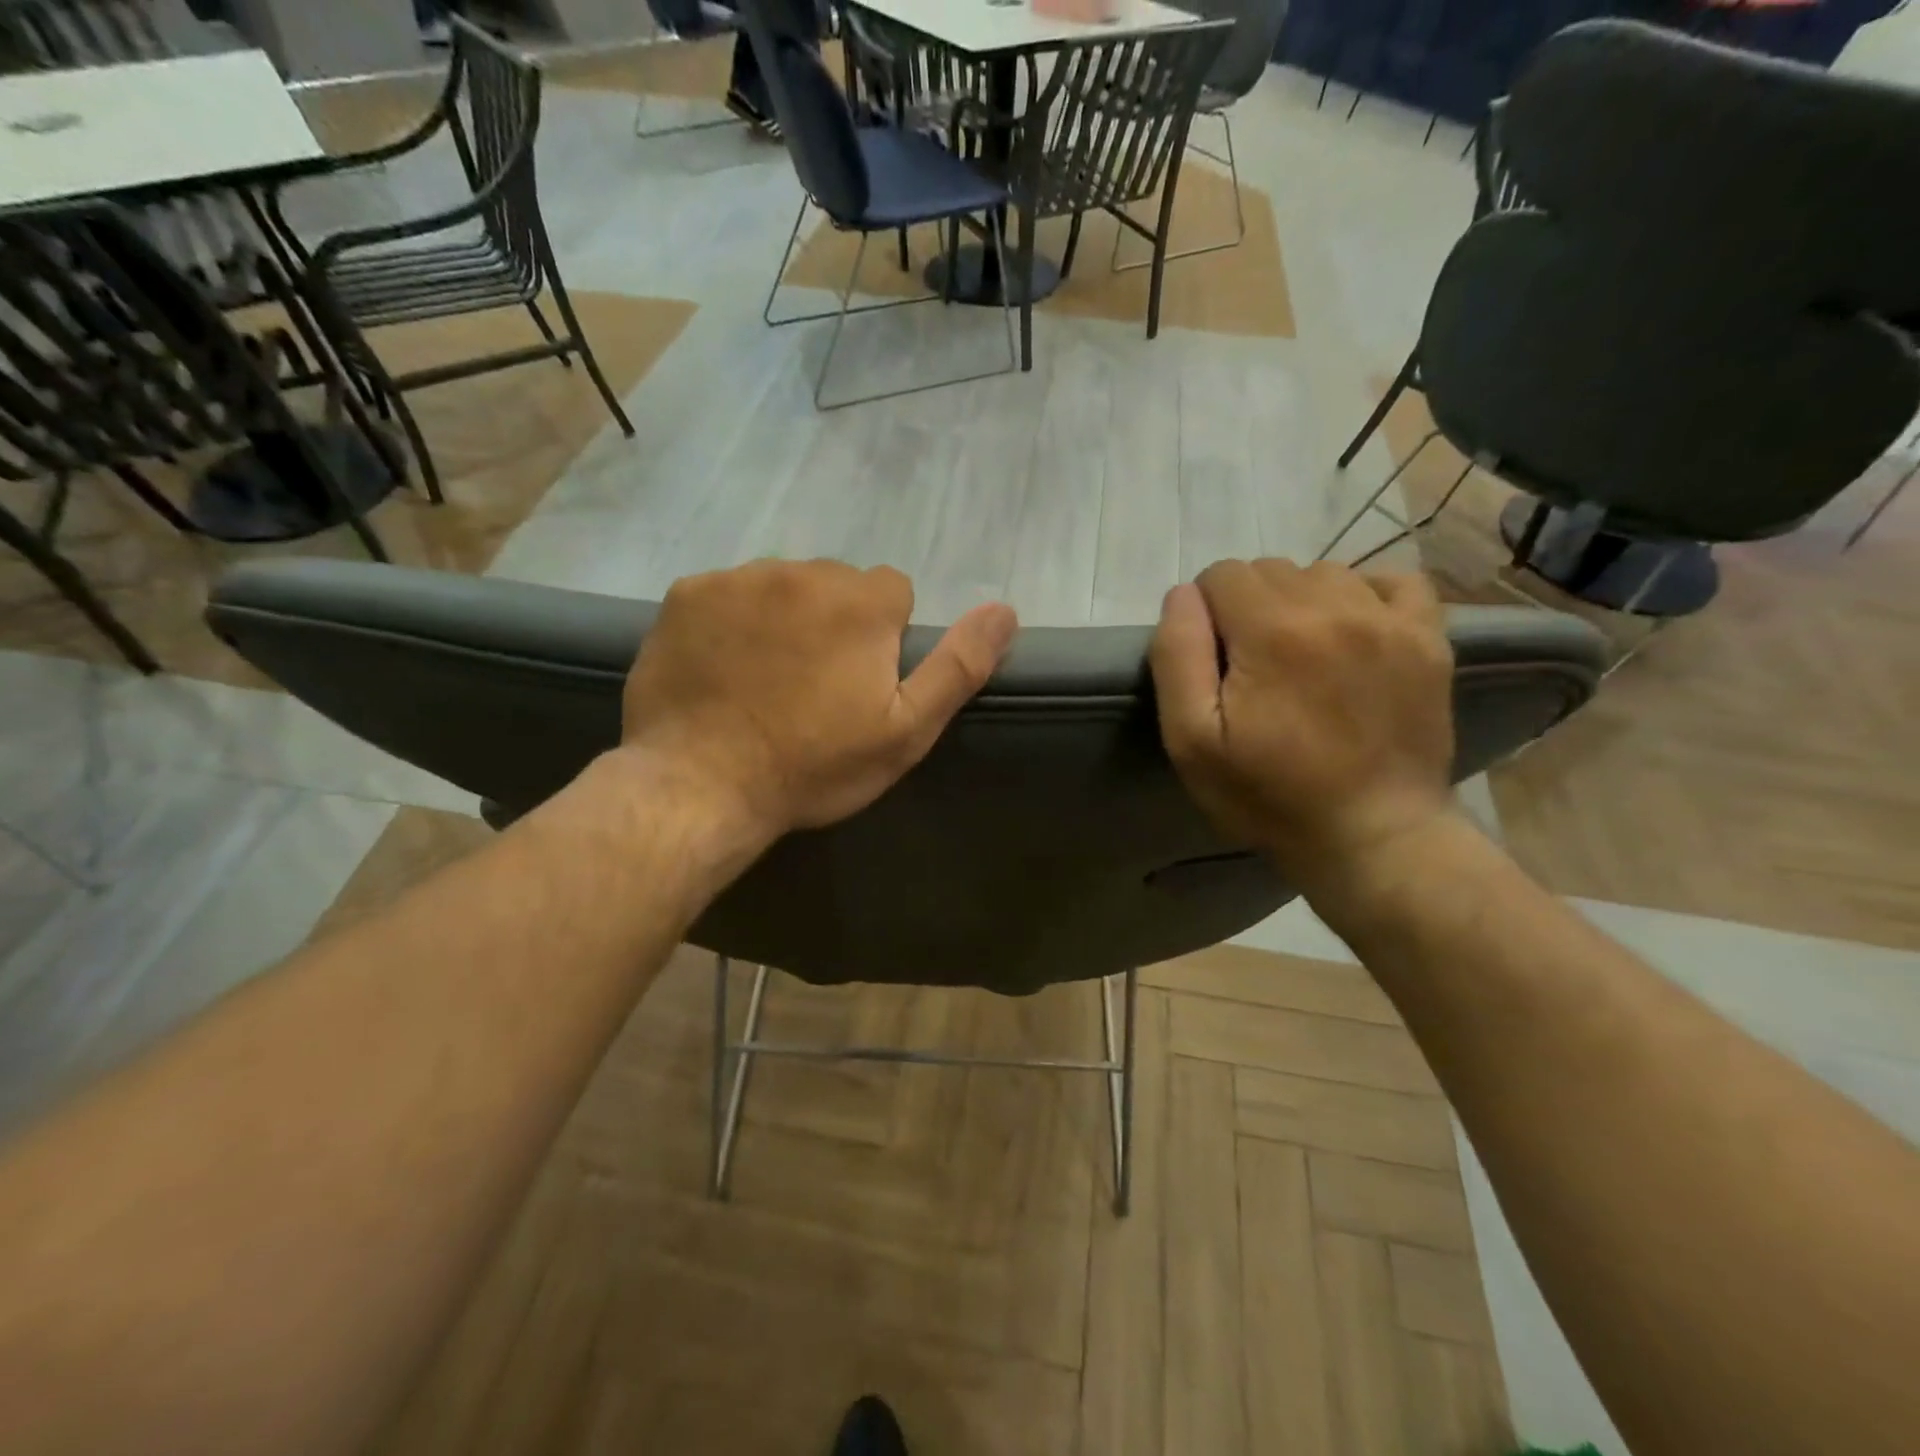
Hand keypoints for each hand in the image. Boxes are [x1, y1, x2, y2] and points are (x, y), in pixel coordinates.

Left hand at [621, 559, 1018, 841]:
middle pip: (835, 584)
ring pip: (781, 585)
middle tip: (813, 686)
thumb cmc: (814, 766)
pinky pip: (726, 593)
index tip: (861, 682)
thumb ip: (959, 667)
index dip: (884, 637)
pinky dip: (731, 620)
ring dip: (783, 617)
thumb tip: (1005, 610)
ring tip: (766, 678)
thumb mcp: (905, 732)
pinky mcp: (686, 594)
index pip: (892, 592)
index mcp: (860, 603)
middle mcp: (800, 572)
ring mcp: (737, 579)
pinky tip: (722, 667)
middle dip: (834, 621)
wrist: (701, 787)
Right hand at [1150, 559, 1456, 889]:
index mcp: (1272, 630)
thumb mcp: (1192, 740)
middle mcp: (1334, 606)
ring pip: (1323, 573)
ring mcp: (1390, 619)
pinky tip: (1351, 634)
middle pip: (1269, 570)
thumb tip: (1183, 595)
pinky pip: (1392, 581)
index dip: (1205, 614)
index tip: (1214, 662)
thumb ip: (1177, 656)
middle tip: (1254, 667)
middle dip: (1248, 608)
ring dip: (1300, 602)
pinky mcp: (1429, 638)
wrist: (1372, 835)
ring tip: (1302, 656)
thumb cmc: (1268, 795)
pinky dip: (1363, 596)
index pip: (1220, 575)